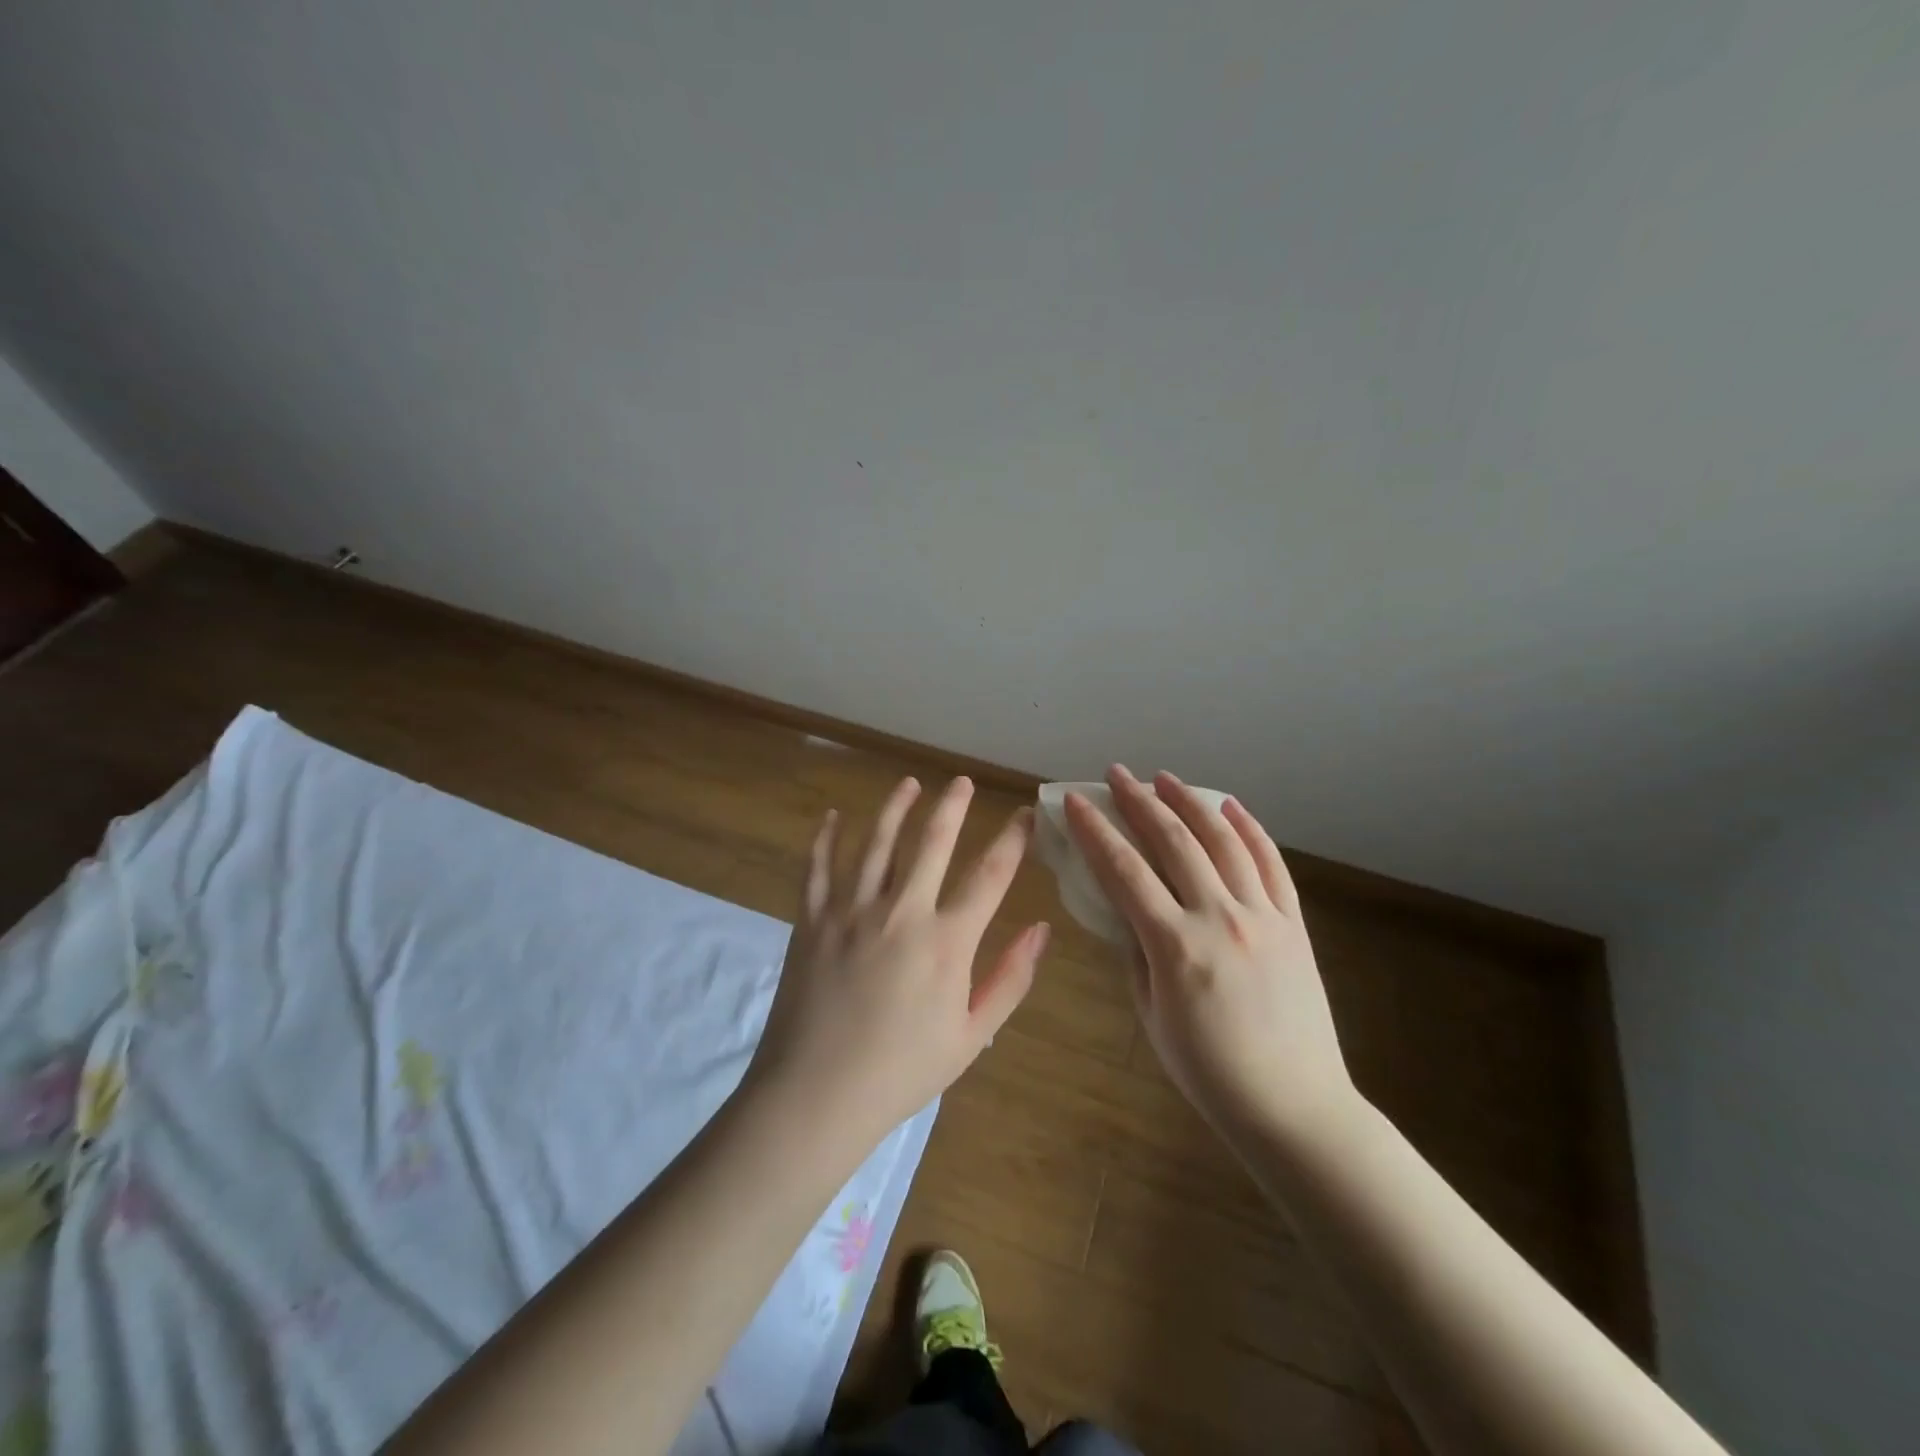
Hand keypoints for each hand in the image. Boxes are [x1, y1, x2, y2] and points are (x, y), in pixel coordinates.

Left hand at [743, 776, 1048, 1153]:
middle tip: (960, 781)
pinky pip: (819, 867)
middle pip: (932, 841)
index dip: (1013, 839)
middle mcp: (901, 912)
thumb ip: (1010, 979)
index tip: (1025, 814)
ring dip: (895, 808)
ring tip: (909, 784)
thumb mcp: (972, 1036)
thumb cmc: (902, 1072)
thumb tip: (1042, 929)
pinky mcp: (812, 920)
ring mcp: (851, 911)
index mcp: (946, 941)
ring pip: (877, 842)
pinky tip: (833, 817)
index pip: (990, 875)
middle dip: (951, 806)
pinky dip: (826, 838)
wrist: (816, 1095)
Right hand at [1064, 766, 1350, 1141]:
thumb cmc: (1209, 1072)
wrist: (1294, 1108)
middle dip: (1140, 801)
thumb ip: (1136, 953)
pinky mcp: (1294, 925)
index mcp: (1176, 947)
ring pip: (1224, 841)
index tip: (1077, 802)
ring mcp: (1264, 917)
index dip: (1095, 832)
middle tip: (1117, 774)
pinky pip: (1271, 865)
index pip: (1124, 871)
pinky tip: (1230, 807)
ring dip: (1191, 802)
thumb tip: (1127, 910)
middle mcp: (1221, 919)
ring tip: (1166, 778)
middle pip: (1174, 842)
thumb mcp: (1152, 1015)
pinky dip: (1249, 830)